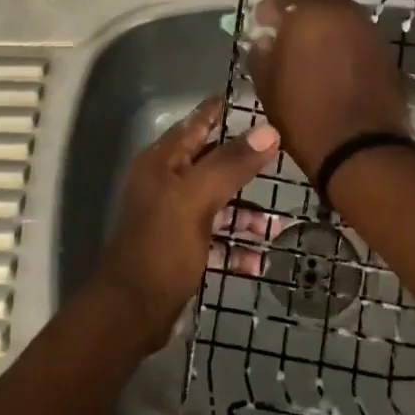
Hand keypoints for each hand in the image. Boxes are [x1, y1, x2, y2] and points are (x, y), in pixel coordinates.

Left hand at [93, 97, 279, 350]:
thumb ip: (232, 163)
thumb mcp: (197, 199)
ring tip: (276, 228)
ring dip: (246, 216)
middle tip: (282, 161)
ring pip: (218, 204)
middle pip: (212, 164)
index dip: (221, 112)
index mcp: (162, 164)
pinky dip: (235, 246)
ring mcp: (173, 218)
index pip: (195, 124)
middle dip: (245, 168)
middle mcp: (165, 184)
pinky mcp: (181, 250)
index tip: (255, 102)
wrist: (132, 312)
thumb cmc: (162, 247)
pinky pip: (215, 239)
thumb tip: (269, 130)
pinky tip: (258, 260)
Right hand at [245, 0, 409, 175]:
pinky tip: (333, 63)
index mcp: (310, 14)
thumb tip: (265, 40)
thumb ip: (261, 54)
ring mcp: (369, 30)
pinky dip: (344, 40)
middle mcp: (343, 12)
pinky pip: (358, 34)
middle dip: (300, 8)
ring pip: (342, 13)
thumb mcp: (267, 85)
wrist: (361, 150)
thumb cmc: (304, 116)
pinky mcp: (385, 51)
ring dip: (325, 23)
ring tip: (311, 49)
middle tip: (287, 31)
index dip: (270, 7)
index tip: (262, 26)